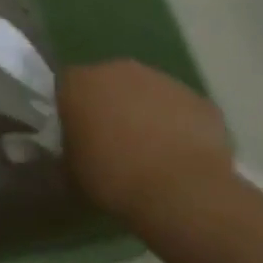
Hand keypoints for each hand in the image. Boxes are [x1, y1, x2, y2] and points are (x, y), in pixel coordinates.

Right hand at [58, 60, 234, 218]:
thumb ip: (67, 149)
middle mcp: (118, 71)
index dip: (69, 109)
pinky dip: (175, 124)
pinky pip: (178, 108)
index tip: (73, 133)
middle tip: (109, 140)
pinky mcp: (198, 99)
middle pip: (106, 82)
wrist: (182, 191)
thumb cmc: (113, 178)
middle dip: (106, 104)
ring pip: (145, 92)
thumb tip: (72, 149)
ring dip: (142, 112)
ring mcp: (163, 80)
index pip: (64, 86)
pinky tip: (176, 155)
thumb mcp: (70, 171)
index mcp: (80, 84)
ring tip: (147, 150)